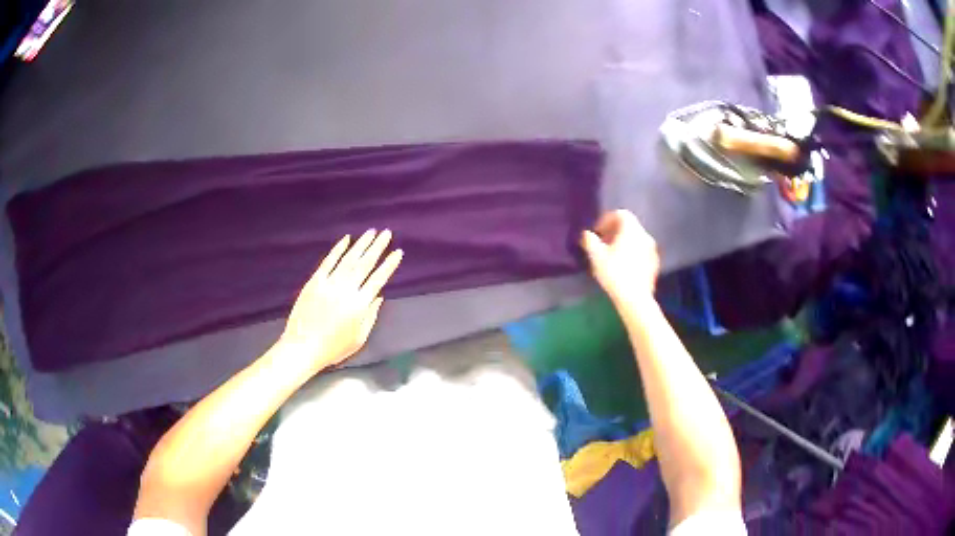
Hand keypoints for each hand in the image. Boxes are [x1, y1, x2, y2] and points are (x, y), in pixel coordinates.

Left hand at [279, 229, 402, 371]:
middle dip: (377, 247)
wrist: (303, 347)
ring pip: (348, 259)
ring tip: (371, 232)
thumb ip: (370, 316)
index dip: (389, 265)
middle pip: (365, 264)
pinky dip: (338, 249)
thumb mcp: (359, 339)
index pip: (378, 279)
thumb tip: (378, 297)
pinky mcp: (314, 282)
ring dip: (361, 244)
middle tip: (387, 233)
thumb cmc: (333, 348)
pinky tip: (346, 239)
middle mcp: (346, 289)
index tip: (397, 252)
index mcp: (359, 305)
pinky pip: (328, 262)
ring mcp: (329, 283)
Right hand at [581, 210, 659, 302]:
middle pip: (630, 227)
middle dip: (615, 232)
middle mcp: (645, 235)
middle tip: (603, 244)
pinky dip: (632, 254)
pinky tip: (624, 268)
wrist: (635, 299)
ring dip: (624, 244)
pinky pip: (642, 252)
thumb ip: (590, 241)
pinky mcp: (655, 264)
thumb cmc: (614, 273)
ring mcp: (652, 250)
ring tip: (612, 257)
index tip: (597, 232)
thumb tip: (587, 234)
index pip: (621, 214)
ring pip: (636, 240)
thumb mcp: (596, 256)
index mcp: (632, 230)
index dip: (607, 219)